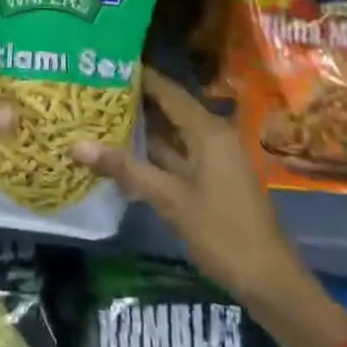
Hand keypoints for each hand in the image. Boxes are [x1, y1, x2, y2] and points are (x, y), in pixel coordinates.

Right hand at [72, 66, 303, 301]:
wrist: (271, 283)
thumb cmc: (223, 233)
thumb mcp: (170, 200)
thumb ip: (125, 169)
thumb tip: (75, 144)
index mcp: (207, 129)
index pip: (165, 89)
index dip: (135, 75)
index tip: (100, 64)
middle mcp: (210, 134)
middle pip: (166, 107)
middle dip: (131, 100)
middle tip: (90, 90)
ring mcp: (211, 158)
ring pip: (169, 133)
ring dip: (139, 128)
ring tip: (96, 115)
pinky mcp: (210, 179)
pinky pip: (175, 154)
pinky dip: (150, 152)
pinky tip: (120, 154)